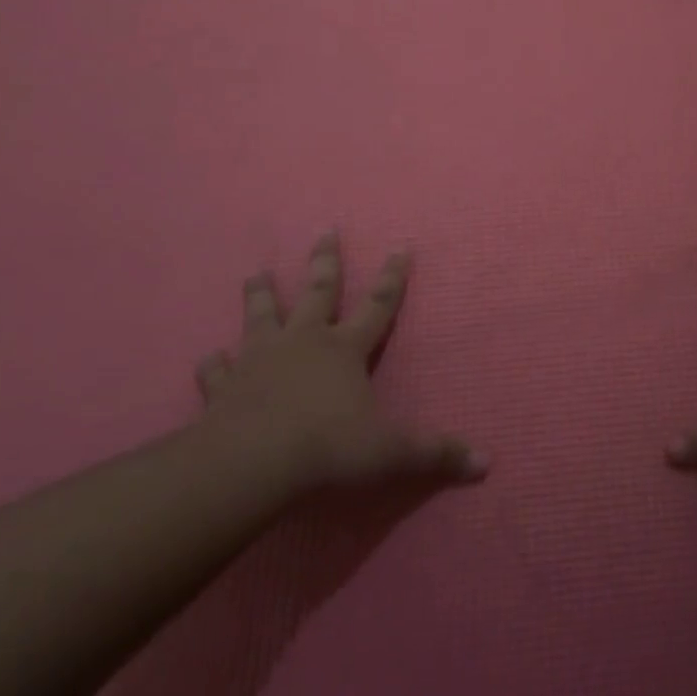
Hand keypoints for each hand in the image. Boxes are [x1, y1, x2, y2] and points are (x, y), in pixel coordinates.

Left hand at [195, 233, 485, 491]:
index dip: (393, 277)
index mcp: (344, 349)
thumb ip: (435, 454)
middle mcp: (303, 343)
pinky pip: (217, 370)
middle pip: (317, 292)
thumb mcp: (390, 452)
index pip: (379, 305)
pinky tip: (210, 359)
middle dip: (324, 261)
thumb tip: (486, 462)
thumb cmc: (326, 448)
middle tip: (325, 230)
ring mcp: (259, 360)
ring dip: (260, 295)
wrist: (248, 465)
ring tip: (255, 273)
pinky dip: (214, 365)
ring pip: (261, 317)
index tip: (401, 246)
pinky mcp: (224, 387)